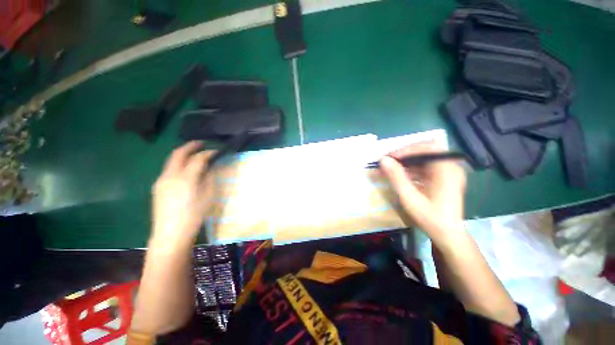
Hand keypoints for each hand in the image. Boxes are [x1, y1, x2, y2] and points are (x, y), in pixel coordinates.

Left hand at [151, 141, 216, 248]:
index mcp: (186, 179)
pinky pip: (169, 169)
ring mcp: (161, 180)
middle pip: (178, 154)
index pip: (198, 159)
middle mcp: (170, 175)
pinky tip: (186, 169)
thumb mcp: (208, 196)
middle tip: (202, 143)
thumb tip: (210, 168)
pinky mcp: (158, 186)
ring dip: (183, 154)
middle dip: (191, 146)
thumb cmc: (194, 216)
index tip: (217, 151)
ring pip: (172, 160)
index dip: (208, 153)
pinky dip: (179, 164)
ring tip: (194, 154)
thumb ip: (209, 179)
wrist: (170, 234)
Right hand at [379, 143, 465, 239]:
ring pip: (423, 157)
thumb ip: (396, 177)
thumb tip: (383, 160)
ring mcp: (447, 171)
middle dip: (404, 154)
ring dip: (405, 161)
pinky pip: (425, 166)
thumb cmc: (430, 217)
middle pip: (425, 150)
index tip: (388, 158)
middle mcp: (450, 166)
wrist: (447, 234)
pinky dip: (410, 168)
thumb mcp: (410, 197)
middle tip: (388, 162)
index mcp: (446, 170)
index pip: (427, 147)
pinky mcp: (443, 177)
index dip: (406, 150)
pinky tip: (400, 175)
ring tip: (389, 169)